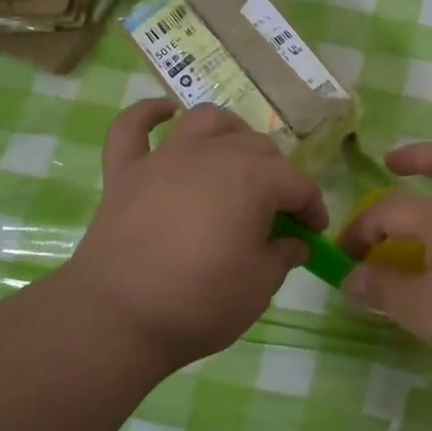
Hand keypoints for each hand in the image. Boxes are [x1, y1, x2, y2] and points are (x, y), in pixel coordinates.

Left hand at [63, 101, 327, 371]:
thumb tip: (293, 243)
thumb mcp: (260, 287)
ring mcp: (165, 159)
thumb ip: (282, 256)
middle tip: (276, 211)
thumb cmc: (200, 302)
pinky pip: (132, 127)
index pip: (297, 183)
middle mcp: (212, 155)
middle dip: (276, 174)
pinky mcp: (124, 172)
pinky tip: (164, 112)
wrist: (117, 318)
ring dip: (228, 130)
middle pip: (257, 147)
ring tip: (235, 153)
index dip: (312, 207)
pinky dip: (148, 113)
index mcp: (253, 179)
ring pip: (205, 121)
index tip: (314, 233)